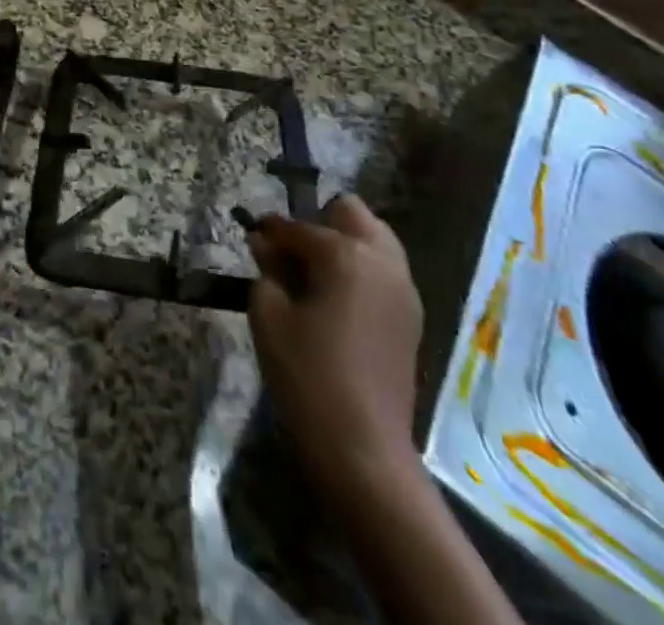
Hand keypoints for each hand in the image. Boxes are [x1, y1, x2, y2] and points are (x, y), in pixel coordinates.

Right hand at [248, 194, 424, 501]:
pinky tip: (336, 300)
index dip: (270, 232)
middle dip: (320, 221)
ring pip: (375, 239)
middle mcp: (382, 261)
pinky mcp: (411, 318)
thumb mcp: (269, 315)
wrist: (363, 450)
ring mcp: (403, 289)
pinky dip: (361, 270)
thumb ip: (267, 270)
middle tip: (292, 254)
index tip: (252, 238)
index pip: (298, 227)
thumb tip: (265, 245)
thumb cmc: (307, 374)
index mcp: (346, 254)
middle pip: (352, 213)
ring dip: (344, 244)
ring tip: (314, 276)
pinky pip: (384, 271)